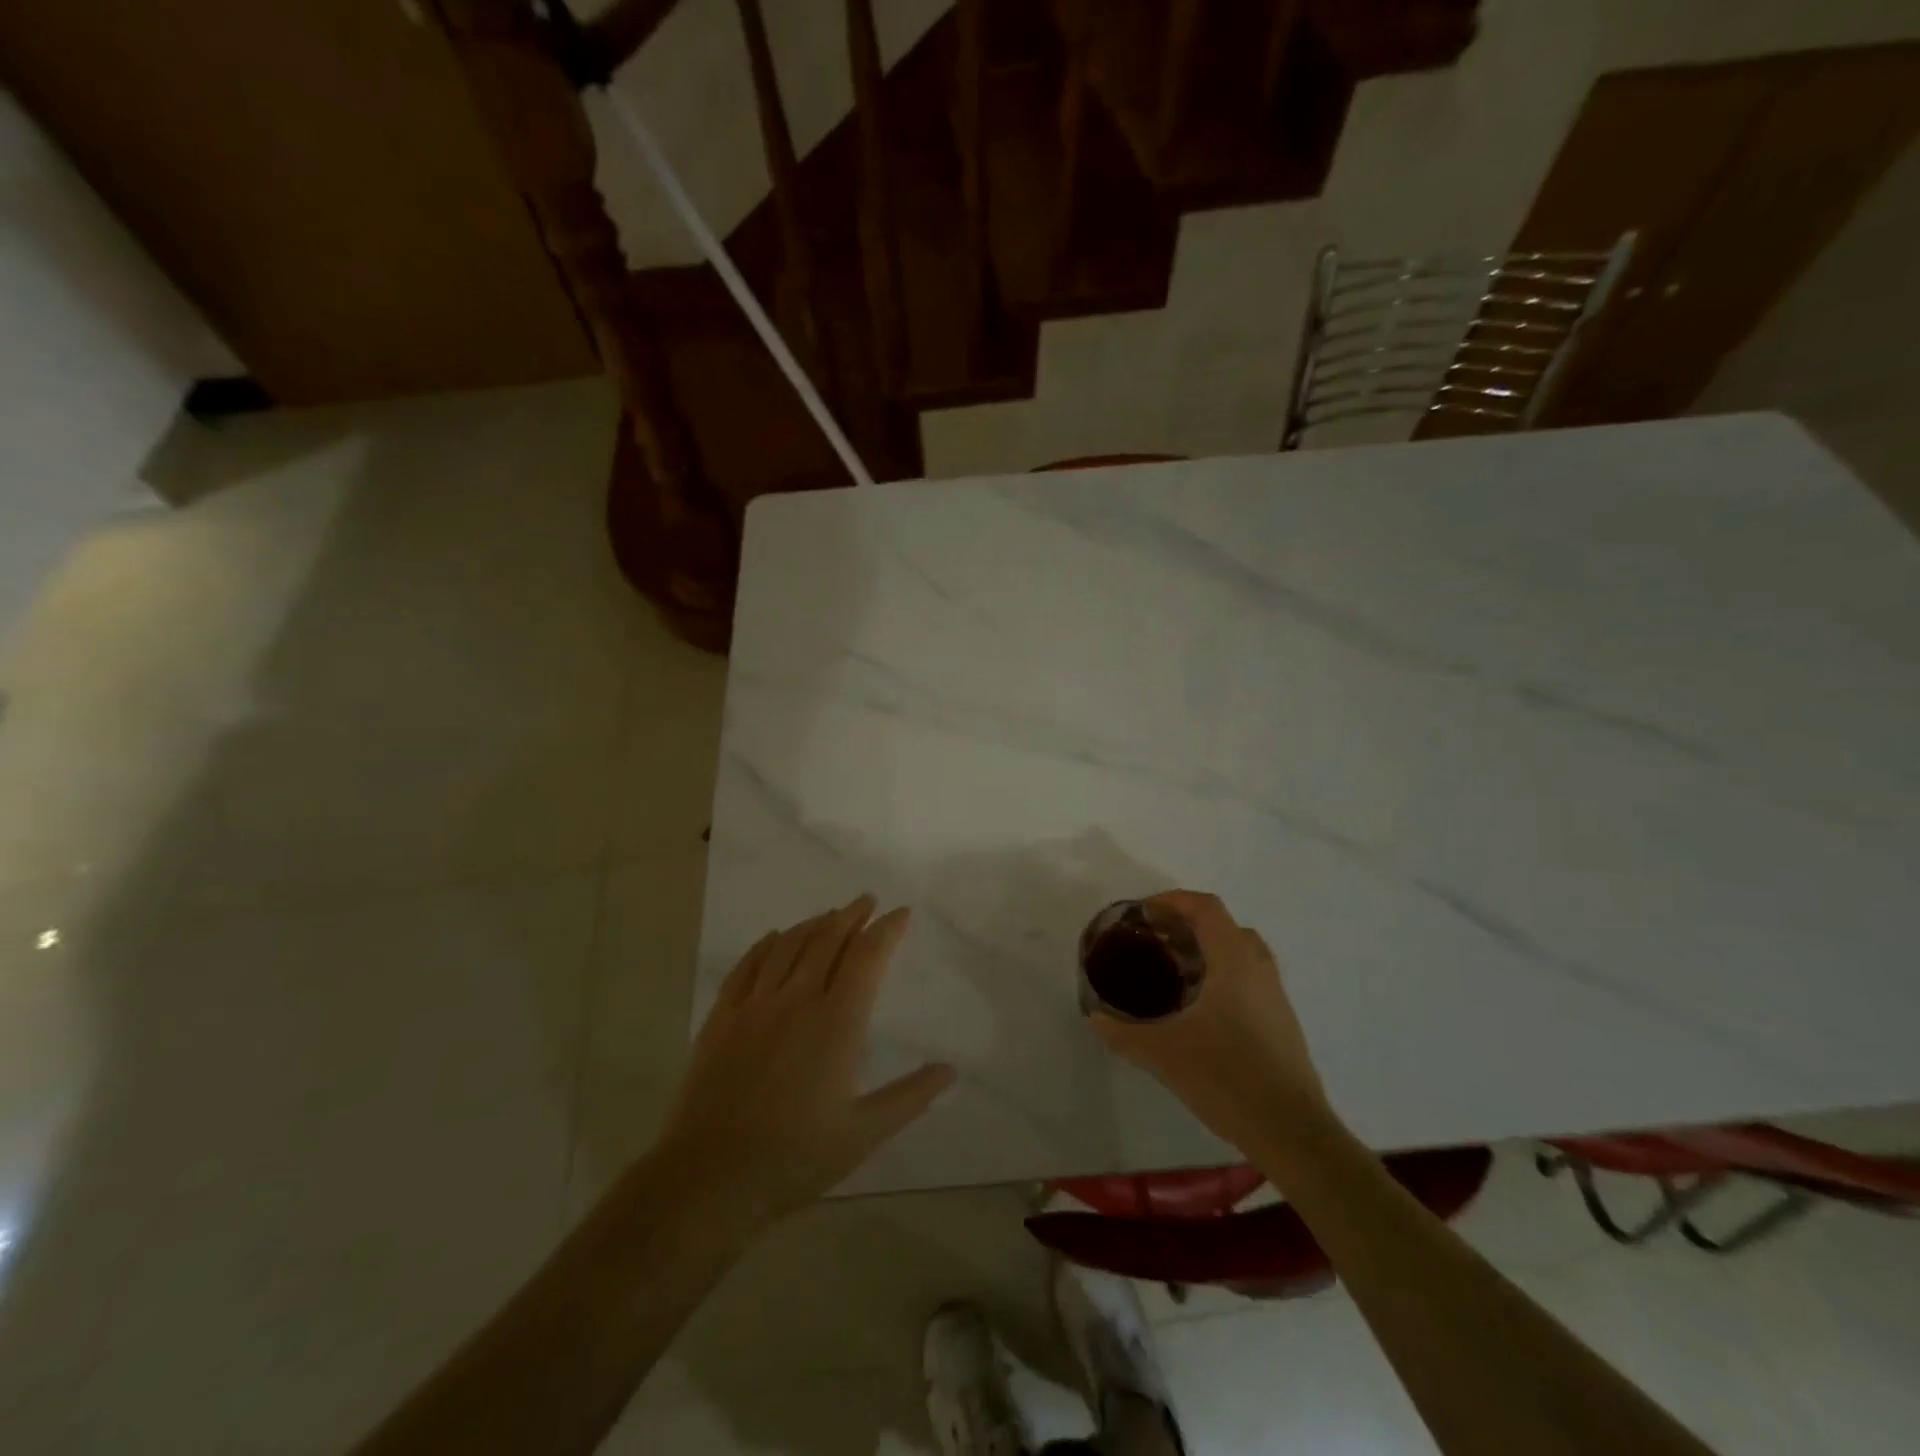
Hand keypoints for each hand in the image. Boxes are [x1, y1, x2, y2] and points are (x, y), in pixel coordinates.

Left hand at [653, 895, 954, 1232]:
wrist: (711, 1177)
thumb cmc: (795, 1157)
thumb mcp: (863, 1133)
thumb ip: (910, 1096)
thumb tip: (950, 1071)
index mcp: (838, 1022)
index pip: (868, 957)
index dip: (887, 930)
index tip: (901, 914)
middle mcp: (798, 999)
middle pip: (828, 940)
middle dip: (852, 916)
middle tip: (867, 902)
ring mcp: (756, 1005)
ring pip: (789, 945)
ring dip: (814, 924)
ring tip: (830, 915)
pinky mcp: (723, 1017)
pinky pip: (747, 965)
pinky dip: (766, 944)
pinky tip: (775, 937)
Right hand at [1091, 890, 1329, 1155]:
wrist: (1292, 1132)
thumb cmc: (1227, 1078)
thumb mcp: (1163, 1054)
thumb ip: (1124, 1033)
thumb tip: (1096, 1017)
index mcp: (1234, 962)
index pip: (1206, 907)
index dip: (1173, 901)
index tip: (1144, 915)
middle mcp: (1259, 969)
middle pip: (1225, 925)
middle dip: (1189, 925)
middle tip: (1157, 942)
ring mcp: (1276, 996)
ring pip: (1242, 952)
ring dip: (1209, 950)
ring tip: (1176, 972)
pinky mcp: (1283, 1022)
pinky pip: (1250, 979)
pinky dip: (1224, 976)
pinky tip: (1201, 1010)